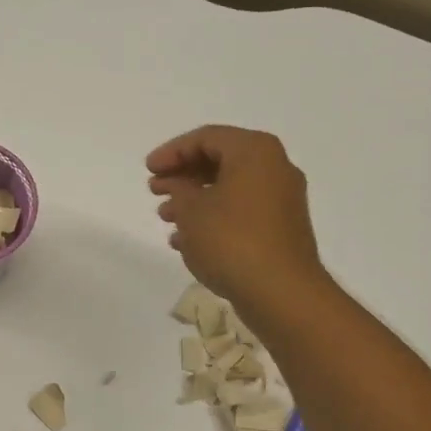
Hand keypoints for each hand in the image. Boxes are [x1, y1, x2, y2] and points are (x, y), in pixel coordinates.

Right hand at [147, 126, 328, 318]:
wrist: (280, 292)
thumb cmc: (231, 241)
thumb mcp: (192, 210)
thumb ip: (178, 189)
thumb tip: (178, 185)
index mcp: (255, 152)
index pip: (207, 138)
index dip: (172, 152)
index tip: (148, 170)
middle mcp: (274, 168)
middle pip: (220, 161)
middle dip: (183, 175)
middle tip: (154, 190)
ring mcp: (281, 200)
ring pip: (229, 189)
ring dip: (194, 200)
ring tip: (165, 217)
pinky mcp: (280, 229)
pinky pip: (240, 213)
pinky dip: (213, 219)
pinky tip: (186, 240)